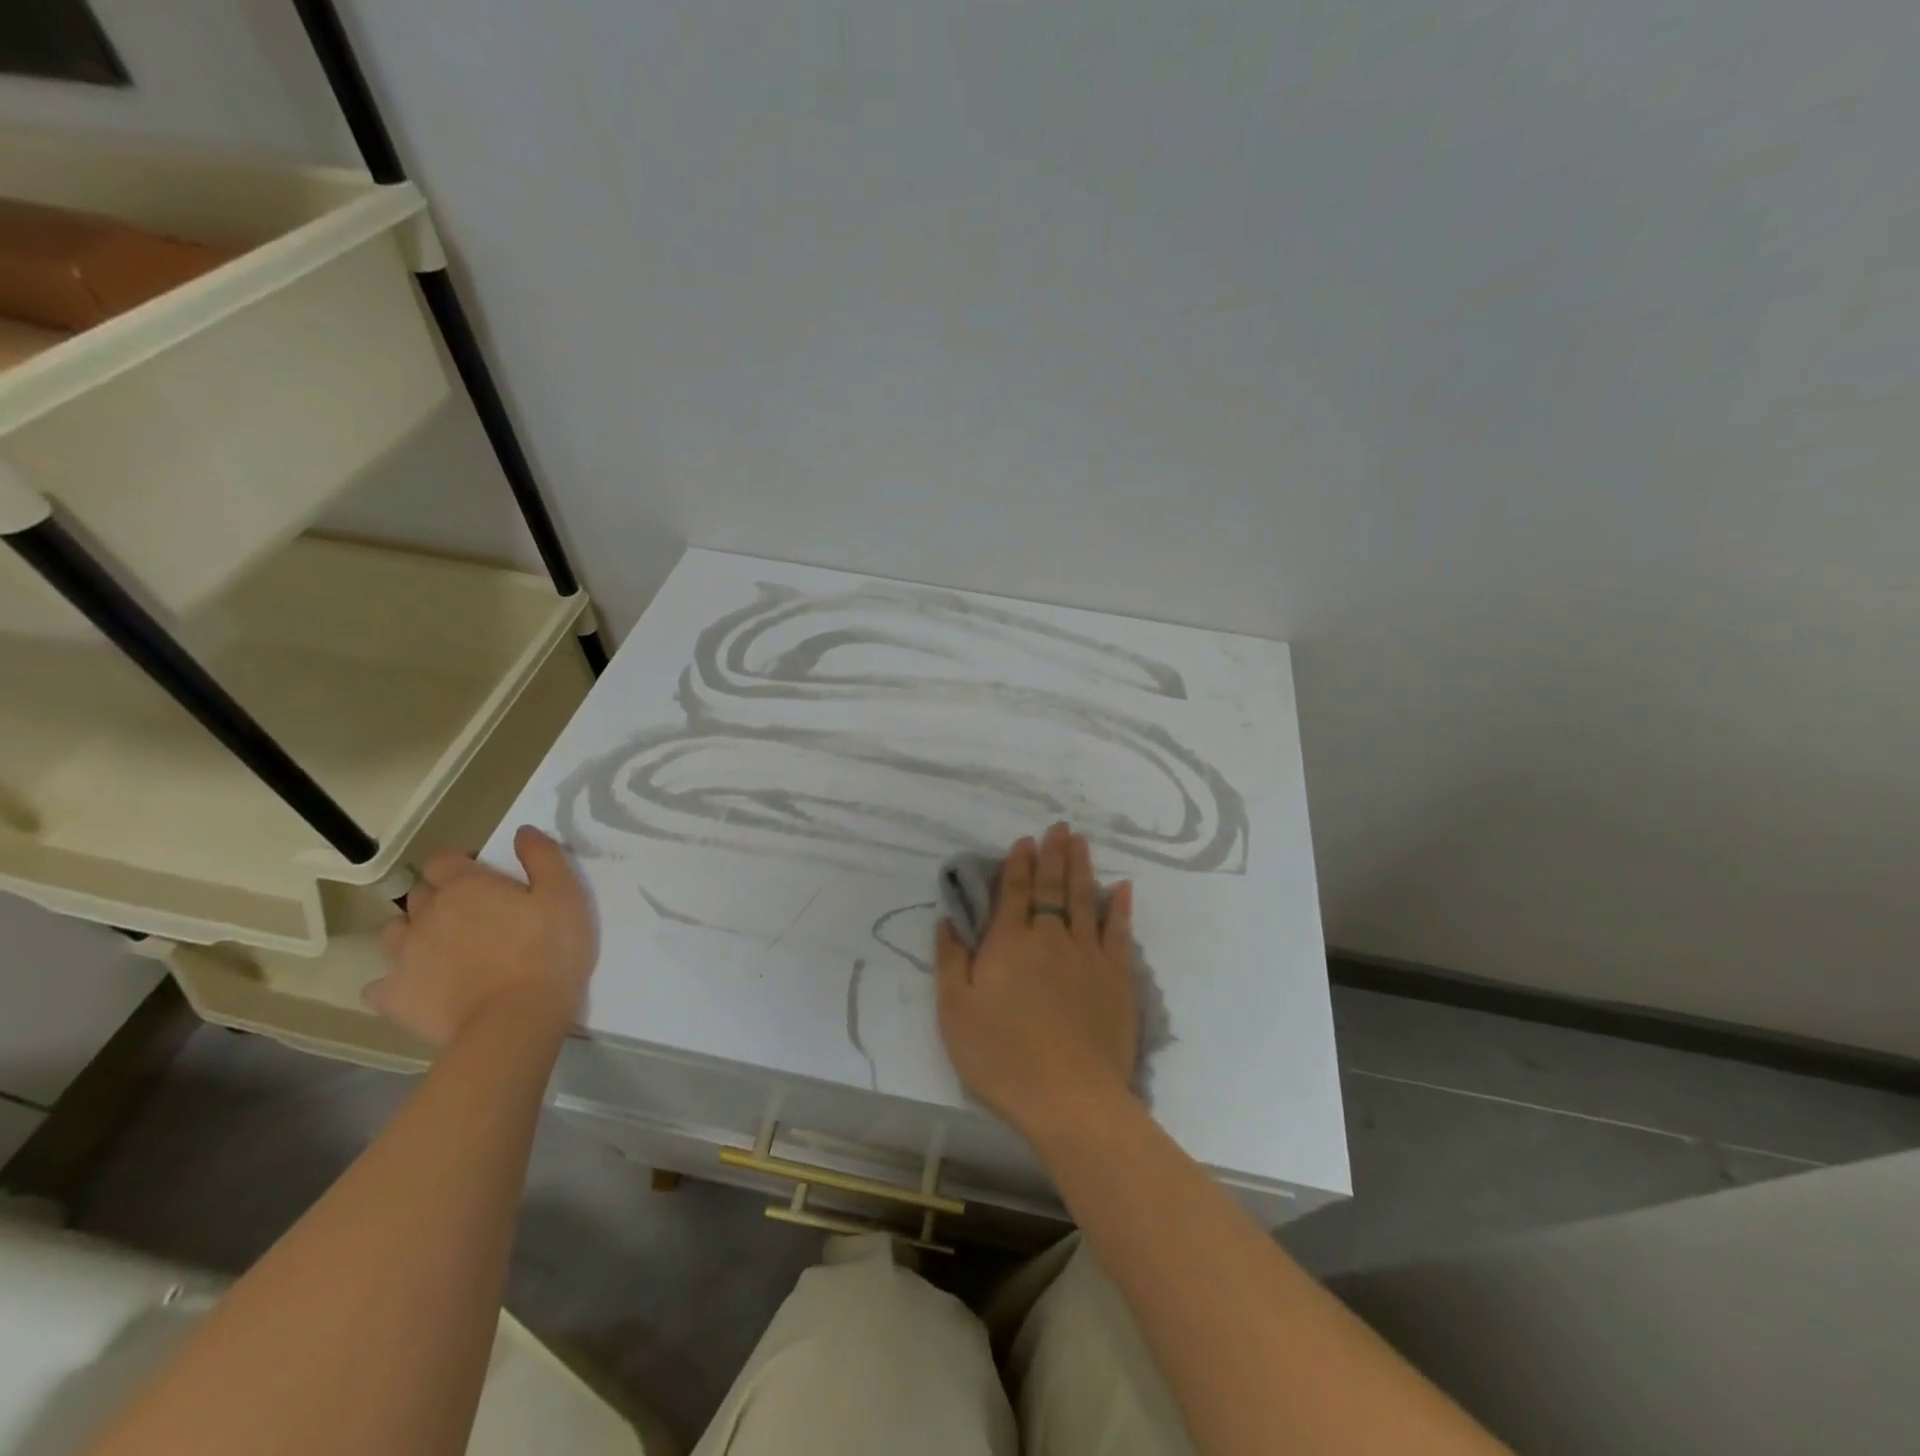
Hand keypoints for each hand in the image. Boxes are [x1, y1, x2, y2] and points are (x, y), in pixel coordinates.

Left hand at [365, 826, 594, 1047]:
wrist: (514, 1022)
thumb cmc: (548, 952)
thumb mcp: (565, 895)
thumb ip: (544, 857)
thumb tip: (522, 831)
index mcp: (465, 886)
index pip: (446, 859)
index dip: (463, 863)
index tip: (487, 876)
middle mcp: (426, 914)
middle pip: (420, 893)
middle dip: (441, 895)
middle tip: (475, 913)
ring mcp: (403, 957)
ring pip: (395, 932)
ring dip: (414, 932)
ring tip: (444, 947)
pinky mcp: (394, 997)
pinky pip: (380, 983)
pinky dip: (396, 981)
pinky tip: (421, 986)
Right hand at [936, 822, 1137, 1146]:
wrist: (1070, 1096)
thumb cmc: (1002, 1057)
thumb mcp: (955, 1012)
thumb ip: (950, 962)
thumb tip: (947, 920)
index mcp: (1009, 943)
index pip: (1015, 892)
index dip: (1019, 864)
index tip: (1025, 841)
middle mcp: (1050, 937)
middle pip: (1052, 887)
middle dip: (1054, 854)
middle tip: (1060, 827)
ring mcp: (1088, 955)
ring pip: (1085, 899)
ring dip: (1082, 868)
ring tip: (1081, 843)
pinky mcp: (1116, 977)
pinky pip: (1120, 932)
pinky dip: (1121, 907)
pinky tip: (1123, 888)